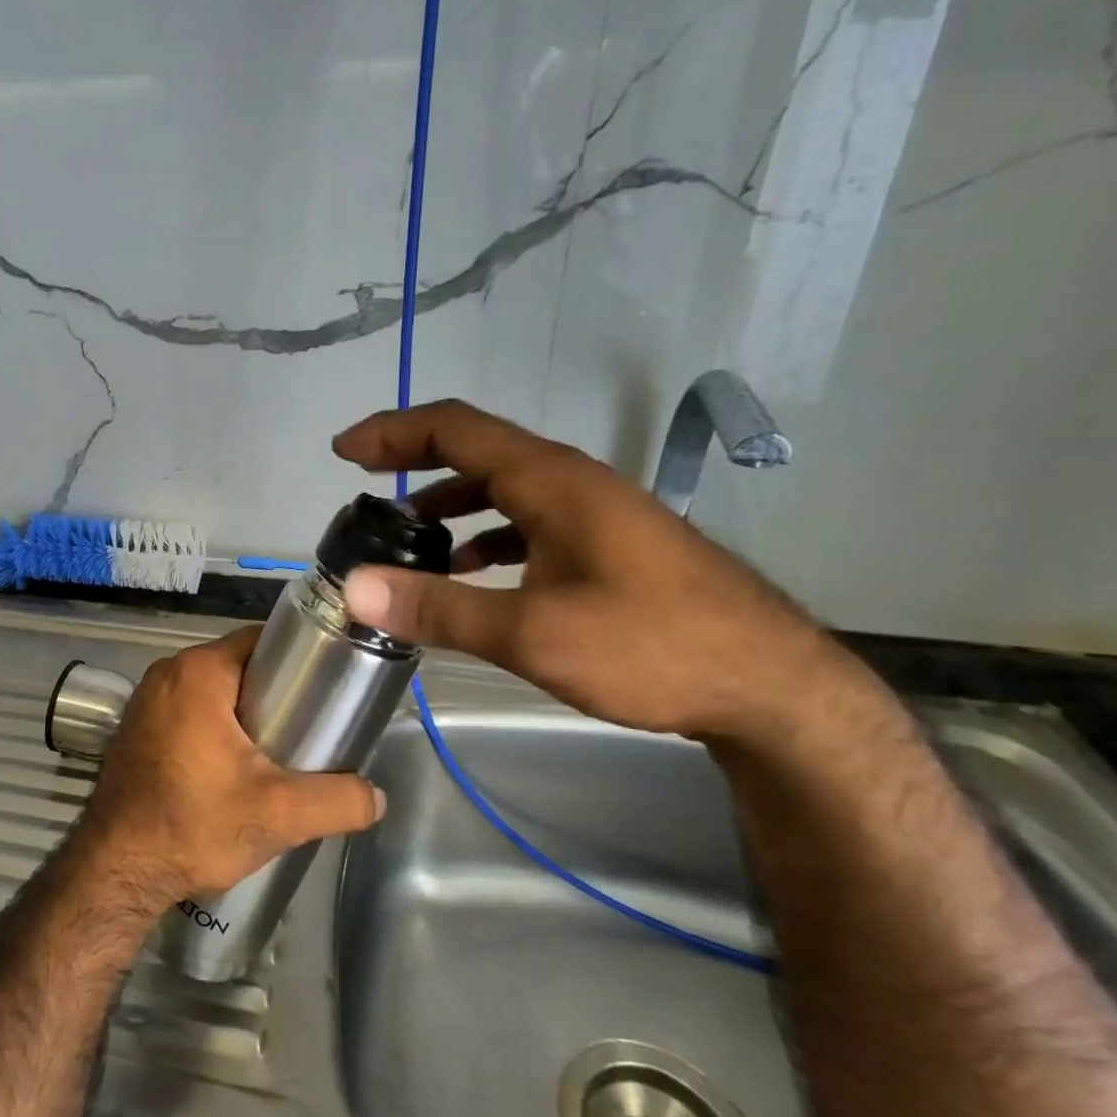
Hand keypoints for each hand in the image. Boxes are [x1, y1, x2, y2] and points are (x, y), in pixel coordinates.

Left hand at [75, 628, 385, 904]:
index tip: (327, 686)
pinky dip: (214, 724)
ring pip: (212, 689)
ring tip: (279, 747)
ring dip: (244, 710)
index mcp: (199, 671)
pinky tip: (234, 763)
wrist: (115, 871)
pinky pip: (187, 708)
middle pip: (238, 664)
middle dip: (275, 689)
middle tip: (311, 724)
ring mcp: (146, 699)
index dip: (299, 658)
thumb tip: (377, 797)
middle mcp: (168, 672)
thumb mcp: (278, 814)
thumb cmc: (194, 825)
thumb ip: (337, 801)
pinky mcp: (136, 727)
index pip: (261, 640)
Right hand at [332, 399, 862, 746]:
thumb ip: (439, 608)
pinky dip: (487, 534)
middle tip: (364, 483)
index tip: (344, 450)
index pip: (456, 429)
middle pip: (477, 450)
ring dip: (450, 503)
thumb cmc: (652, 648)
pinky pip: (529, 521)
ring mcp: (594, 513)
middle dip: (414, 461)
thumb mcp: (532, 633)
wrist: (772, 687)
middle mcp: (571, 482)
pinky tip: (472, 570)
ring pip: (504, 488)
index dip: (393, 432)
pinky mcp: (608, 545)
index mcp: (551, 482)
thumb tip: (355, 588)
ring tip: (408, 537)